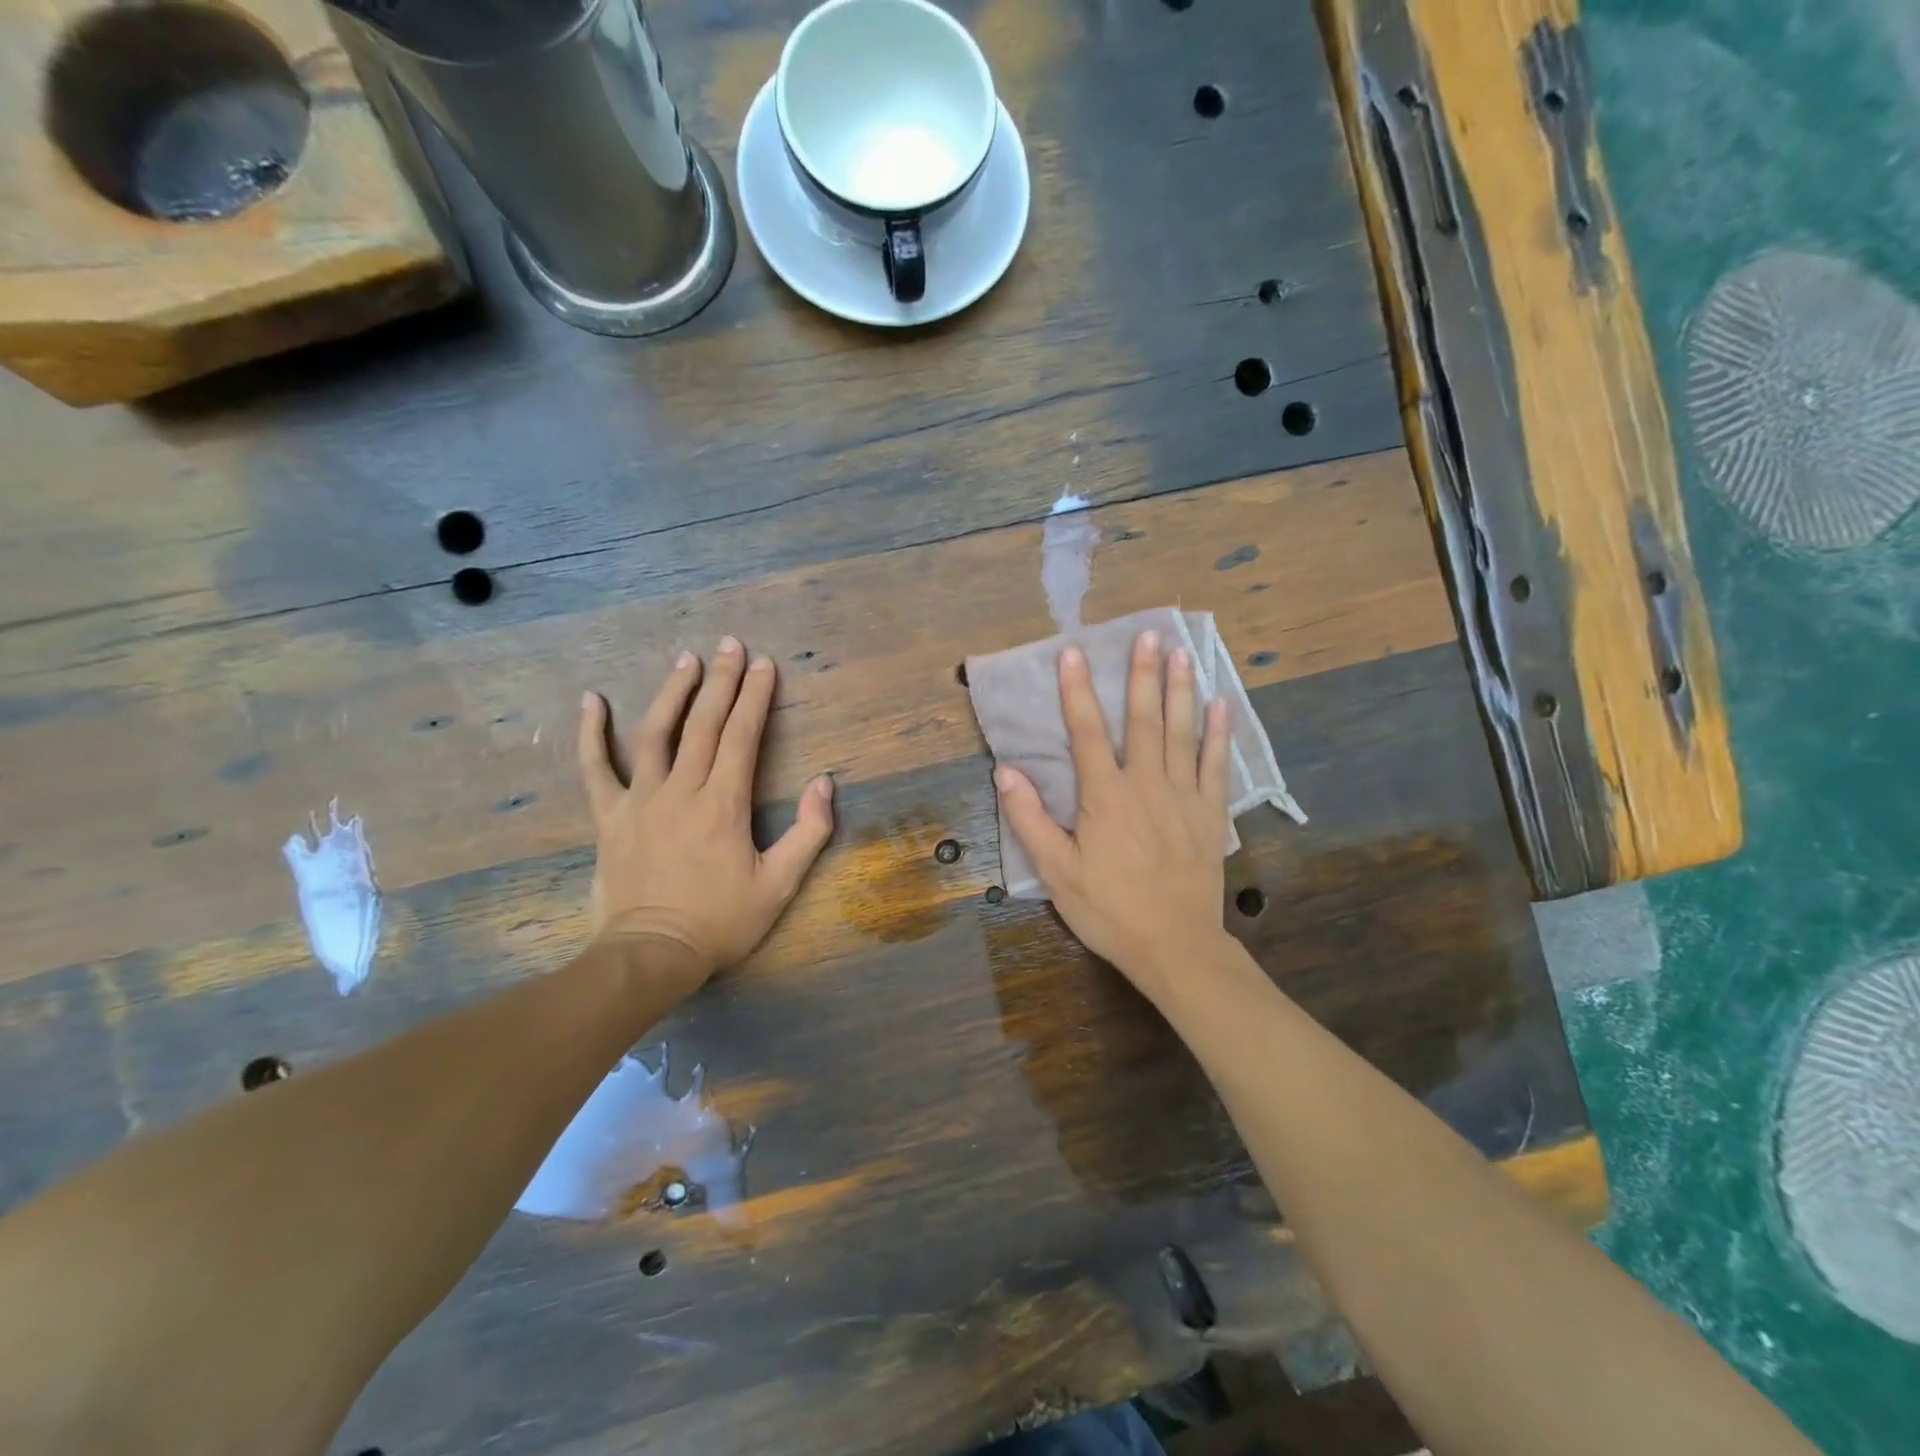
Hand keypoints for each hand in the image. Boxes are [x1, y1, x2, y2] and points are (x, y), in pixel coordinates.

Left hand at [577, 637, 834, 977]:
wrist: (652, 955)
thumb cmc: (721, 921)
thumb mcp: (780, 885)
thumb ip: (809, 832)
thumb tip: (824, 783)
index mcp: (724, 804)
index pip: (742, 736)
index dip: (755, 697)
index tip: (765, 665)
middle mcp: (681, 790)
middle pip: (703, 723)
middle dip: (721, 681)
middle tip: (731, 646)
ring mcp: (640, 800)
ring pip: (655, 733)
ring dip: (672, 692)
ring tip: (686, 659)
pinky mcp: (610, 816)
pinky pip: (596, 768)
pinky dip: (591, 733)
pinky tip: (591, 700)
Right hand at [994, 630, 1231, 1000]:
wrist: (1174, 946)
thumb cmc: (1109, 909)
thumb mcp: (1056, 871)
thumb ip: (1030, 819)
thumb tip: (1005, 771)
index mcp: (1105, 796)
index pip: (1088, 732)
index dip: (1077, 691)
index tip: (1073, 653)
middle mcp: (1146, 784)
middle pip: (1143, 720)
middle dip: (1142, 674)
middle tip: (1149, 634)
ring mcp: (1183, 796)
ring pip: (1182, 733)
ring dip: (1180, 690)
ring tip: (1183, 653)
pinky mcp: (1209, 814)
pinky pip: (1216, 765)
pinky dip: (1217, 733)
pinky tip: (1219, 705)